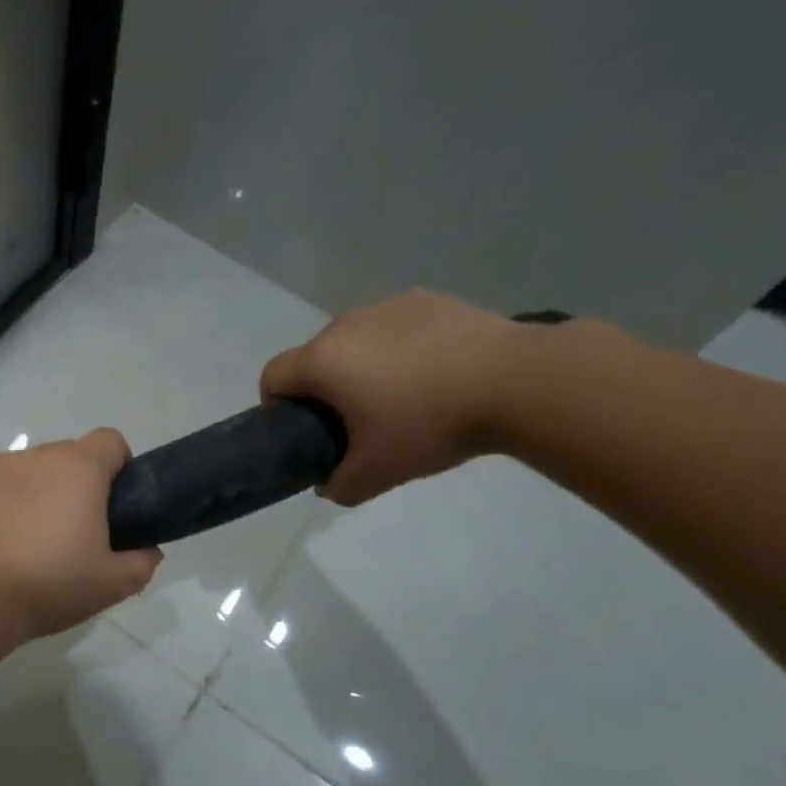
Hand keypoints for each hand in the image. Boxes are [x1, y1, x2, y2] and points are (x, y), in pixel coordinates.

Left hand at [0, 428, 163, 639]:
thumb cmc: (49, 583)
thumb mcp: (112, 585)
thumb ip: (142, 562)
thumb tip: (148, 550)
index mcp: (80, 468)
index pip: (111, 441)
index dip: (118, 467)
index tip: (113, 504)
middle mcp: (39, 455)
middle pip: (69, 456)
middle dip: (76, 483)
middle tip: (72, 530)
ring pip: (30, 468)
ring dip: (37, 490)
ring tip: (27, 536)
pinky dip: (0, 498)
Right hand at [260, 290, 529, 504]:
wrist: (514, 381)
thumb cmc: (429, 425)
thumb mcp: (377, 473)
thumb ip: (339, 486)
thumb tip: (327, 485)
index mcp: (322, 360)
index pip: (272, 376)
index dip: (276, 406)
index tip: (303, 430)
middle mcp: (344, 324)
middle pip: (314, 357)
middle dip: (324, 387)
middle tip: (356, 421)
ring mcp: (386, 307)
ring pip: (355, 340)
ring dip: (361, 365)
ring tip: (402, 395)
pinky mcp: (426, 299)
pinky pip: (394, 327)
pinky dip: (399, 348)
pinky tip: (435, 372)